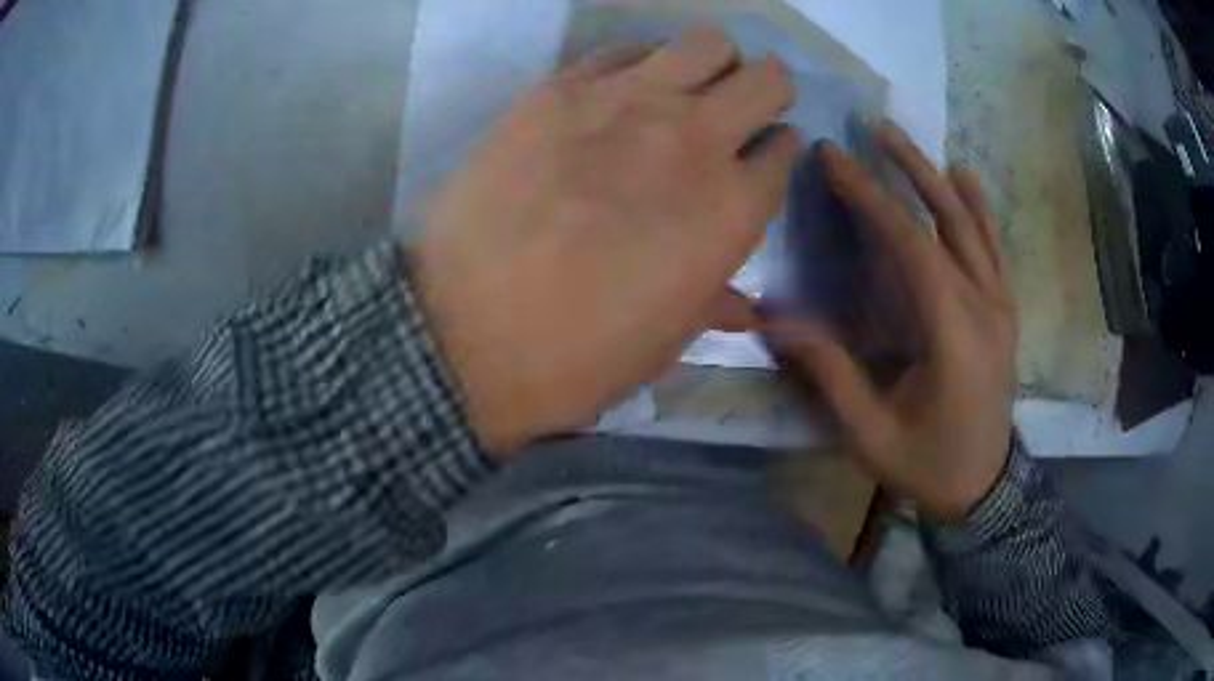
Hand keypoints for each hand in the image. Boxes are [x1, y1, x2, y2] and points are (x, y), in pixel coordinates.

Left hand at [412, 29, 801, 459]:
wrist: (463, 332)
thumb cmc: (575, 356)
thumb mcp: (663, 343)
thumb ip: (712, 304)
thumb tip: (742, 306)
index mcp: (733, 209)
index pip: (784, 150)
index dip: (778, 150)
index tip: (760, 157)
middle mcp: (695, 139)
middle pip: (766, 79)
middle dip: (765, 91)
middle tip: (738, 112)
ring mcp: (627, 102)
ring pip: (707, 43)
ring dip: (711, 63)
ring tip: (684, 90)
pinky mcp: (561, 88)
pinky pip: (625, 50)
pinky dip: (640, 64)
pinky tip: (618, 95)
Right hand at [769, 124, 1017, 521]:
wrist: (985, 490)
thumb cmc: (928, 466)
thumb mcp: (872, 434)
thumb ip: (831, 374)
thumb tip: (776, 323)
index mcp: (955, 337)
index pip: (912, 247)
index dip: (871, 198)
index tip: (834, 158)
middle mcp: (985, 309)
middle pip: (948, 222)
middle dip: (908, 169)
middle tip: (874, 128)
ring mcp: (1002, 307)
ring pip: (974, 227)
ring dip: (940, 178)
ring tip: (908, 142)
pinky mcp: (1005, 311)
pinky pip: (995, 248)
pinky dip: (980, 208)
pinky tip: (965, 176)